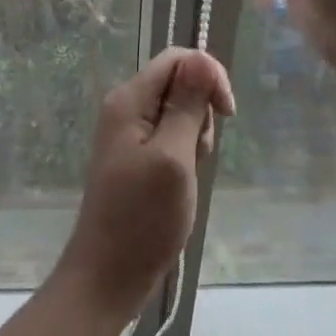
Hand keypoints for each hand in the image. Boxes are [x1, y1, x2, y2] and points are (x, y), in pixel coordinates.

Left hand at [54, 48, 235, 315]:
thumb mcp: (173, 158)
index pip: (177, 59)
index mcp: (129, 99)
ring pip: (179, 111)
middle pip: (179, 83)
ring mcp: (130, 133)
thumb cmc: (142, 219)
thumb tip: (202, 59)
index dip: (208, 74)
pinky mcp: (137, 155)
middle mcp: (126, 107)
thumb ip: (186, 106)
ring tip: (187, 174)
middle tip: (197, 154)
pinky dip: (185, 153)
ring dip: (195, 136)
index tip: (227, 112)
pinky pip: (171, 136)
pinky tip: (182, 182)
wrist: (107, 277)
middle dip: (201, 112)